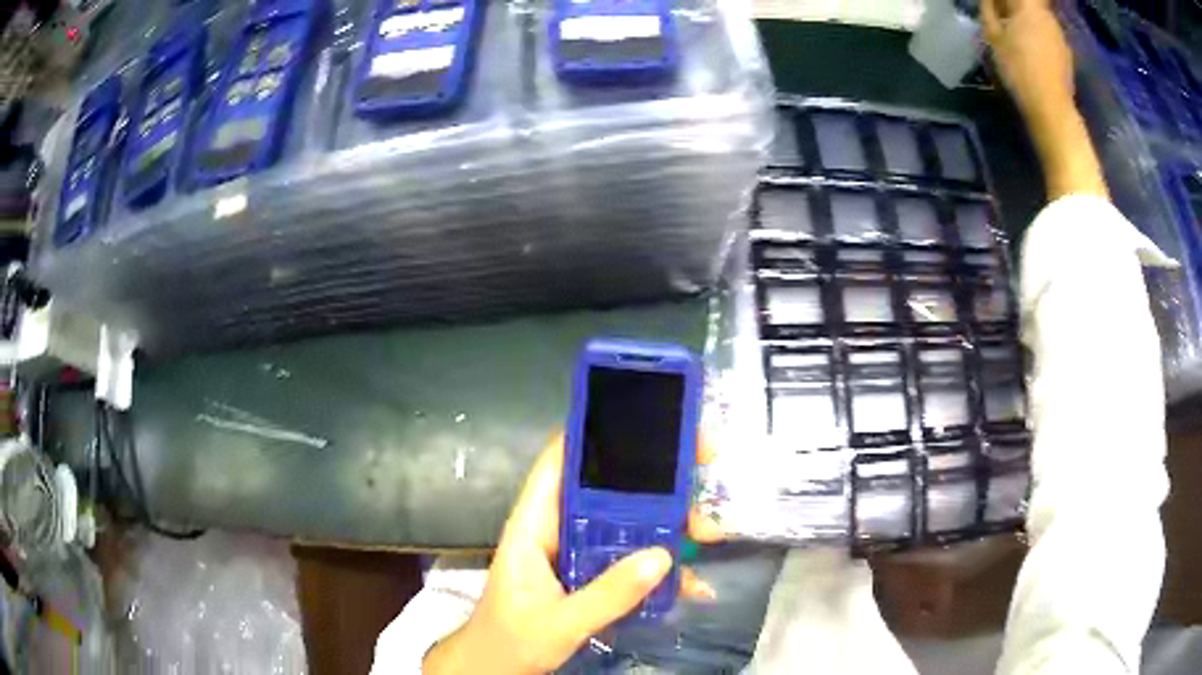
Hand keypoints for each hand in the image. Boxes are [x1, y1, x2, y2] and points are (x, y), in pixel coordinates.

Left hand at [423, 435, 723, 674]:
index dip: (601, 429)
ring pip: (627, 522)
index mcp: (535, 524)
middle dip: (656, 477)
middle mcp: (559, 527)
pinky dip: (661, 565)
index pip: (562, 459)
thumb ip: (607, 595)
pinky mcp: (592, 574)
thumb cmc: (509, 639)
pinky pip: (630, 558)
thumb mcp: (559, 621)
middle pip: (608, 486)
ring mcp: (578, 551)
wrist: (496, 667)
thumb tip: (662, 556)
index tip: (652, 420)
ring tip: (709, 530)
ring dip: (668, 523)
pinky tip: (692, 581)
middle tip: (703, 465)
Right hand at [982, 0, 1107, 198]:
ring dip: (1027, 20)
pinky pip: (1048, 34)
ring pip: (1039, 17)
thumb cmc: (1019, 69)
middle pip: (1030, 2)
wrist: (1052, 112)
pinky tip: (1031, 50)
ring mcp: (1060, 36)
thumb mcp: (993, 36)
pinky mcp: (1066, 55)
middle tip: (1001, 16)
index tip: (994, 6)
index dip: (1002, 0)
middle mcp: (1047, 16)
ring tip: (1015, 34)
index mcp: (1029, 5)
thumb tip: (990, 1)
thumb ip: (989, 10)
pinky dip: (1038, 35)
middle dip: (1015, 5)